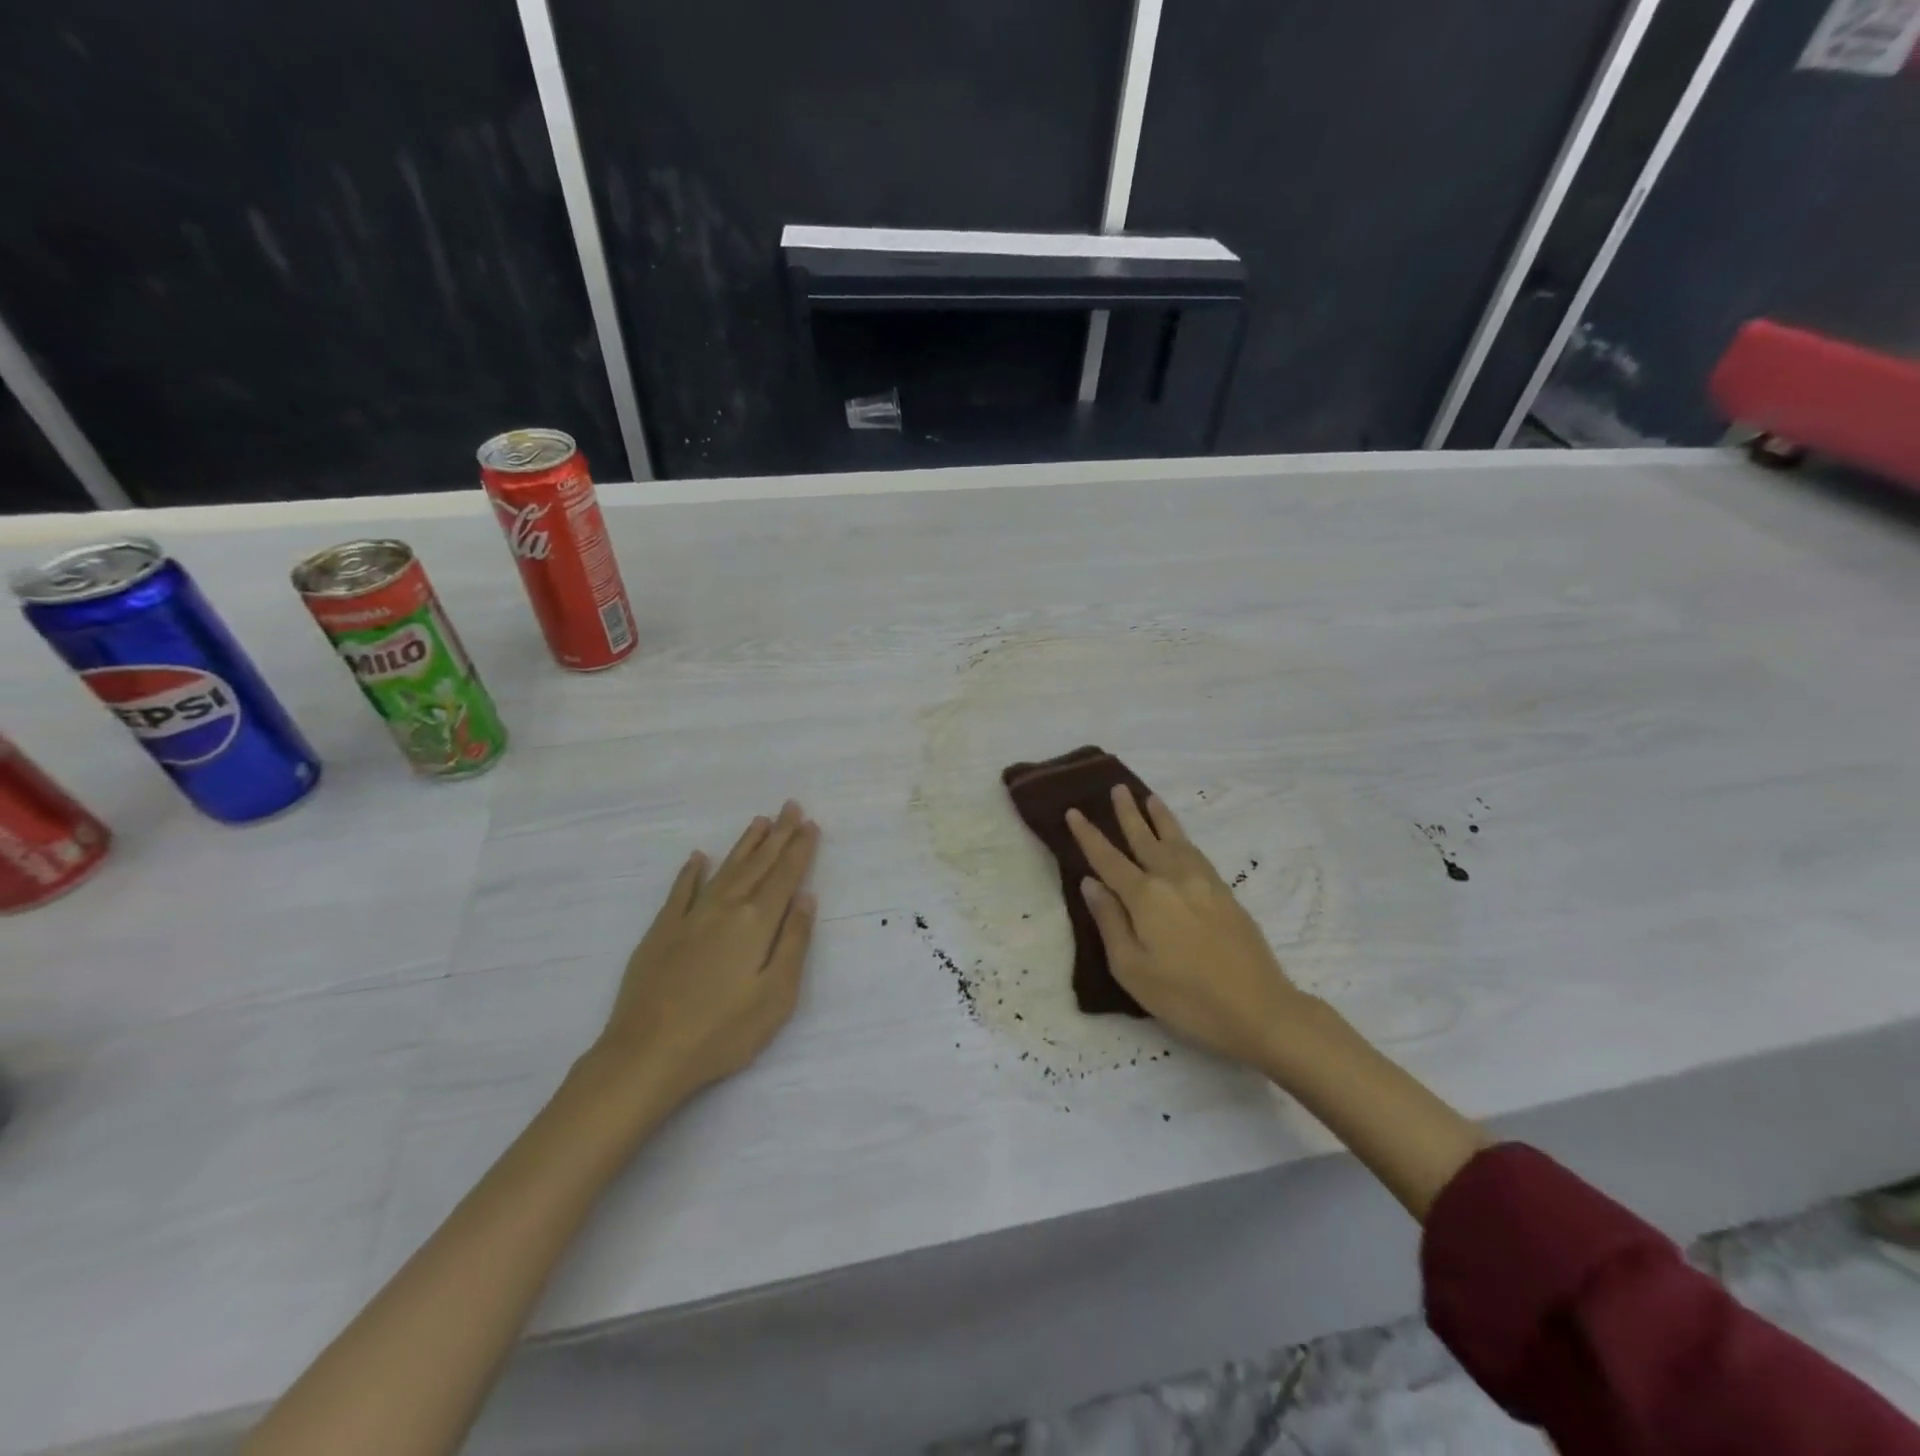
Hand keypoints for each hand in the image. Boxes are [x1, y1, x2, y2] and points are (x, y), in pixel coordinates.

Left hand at [588, 801, 820, 1110]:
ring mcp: (690, 917)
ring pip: (724, 870)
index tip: (810, 824)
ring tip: (759, 822)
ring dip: (744, 845)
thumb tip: (806, 898)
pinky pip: (680, 891)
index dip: (800, 849)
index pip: (785, 877)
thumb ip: (794, 942)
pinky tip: (699, 857)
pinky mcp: (661, 931)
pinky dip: (691, 872)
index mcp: (756, 923)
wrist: (647, 1053)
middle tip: (790, 806)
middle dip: (778, 835)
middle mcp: (725, 909)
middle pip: (758, 865)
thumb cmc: (723, 1031)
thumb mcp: (776, 995)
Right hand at [1068, 787, 1315, 1072]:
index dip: (1089, 835)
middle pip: (1144, 838)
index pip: (1108, 858)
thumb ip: (1110, 922)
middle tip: (1116, 788)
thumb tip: (1090, 884)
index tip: (1074, 811)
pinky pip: (1196, 852)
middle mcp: (1172, 878)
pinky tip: (1179, 838)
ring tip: (1149, 798)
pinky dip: (1182, 837)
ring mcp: (1203, 882)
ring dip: (1159, 817)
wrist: (1260, 1008)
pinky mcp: (1224, 892)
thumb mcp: (1132, 969)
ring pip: (1174, 839)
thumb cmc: (1187, 997)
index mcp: (1145, 896)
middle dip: (1127, 813)